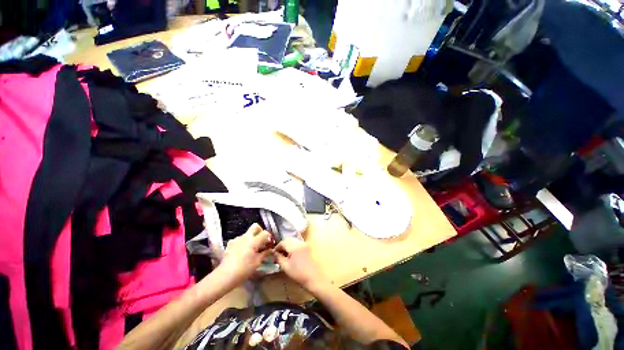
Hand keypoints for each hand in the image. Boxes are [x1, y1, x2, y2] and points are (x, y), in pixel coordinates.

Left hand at [219, 224, 272, 282]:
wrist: (225, 275)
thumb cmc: (244, 269)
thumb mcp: (258, 262)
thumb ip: (265, 253)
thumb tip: (271, 250)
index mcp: (254, 240)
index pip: (265, 233)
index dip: (269, 237)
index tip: (270, 244)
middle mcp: (245, 237)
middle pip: (255, 227)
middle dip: (260, 231)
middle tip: (261, 240)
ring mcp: (236, 239)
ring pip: (247, 233)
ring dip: (251, 238)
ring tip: (252, 248)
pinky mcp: (230, 244)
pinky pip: (239, 239)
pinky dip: (243, 242)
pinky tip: (242, 251)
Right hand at [273, 238, 327, 289]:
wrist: (314, 278)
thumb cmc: (299, 274)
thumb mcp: (286, 267)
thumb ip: (279, 258)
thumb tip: (274, 253)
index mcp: (295, 247)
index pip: (283, 242)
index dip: (277, 247)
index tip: (274, 253)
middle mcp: (301, 242)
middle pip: (289, 239)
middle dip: (283, 245)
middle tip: (278, 253)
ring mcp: (305, 244)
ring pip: (294, 240)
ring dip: (288, 245)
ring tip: (285, 254)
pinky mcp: (308, 247)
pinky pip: (298, 243)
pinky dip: (293, 246)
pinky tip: (292, 254)